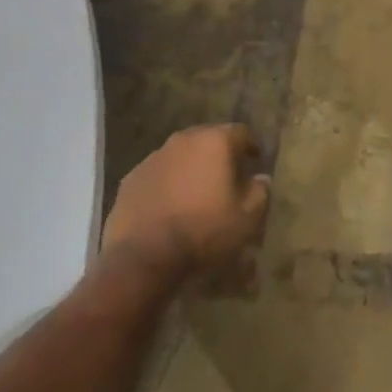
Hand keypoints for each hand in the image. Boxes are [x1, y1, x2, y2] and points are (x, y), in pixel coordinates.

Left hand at [100, 125, 270, 281]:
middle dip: (219, 155)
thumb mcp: (246, 218)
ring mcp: (153, 158)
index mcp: (215, 141)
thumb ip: (260, 192)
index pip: (241, 132)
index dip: (250, 146)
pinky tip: (168, 207)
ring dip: (190, 168)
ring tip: (195, 193)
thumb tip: (261, 178)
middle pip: (208, 139)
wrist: (143, 258)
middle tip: (226, 177)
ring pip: (180, 156)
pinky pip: (157, 174)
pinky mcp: (131, 179)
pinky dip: (166, 184)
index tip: (254, 162)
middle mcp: (184, 140)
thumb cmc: (204, 231)